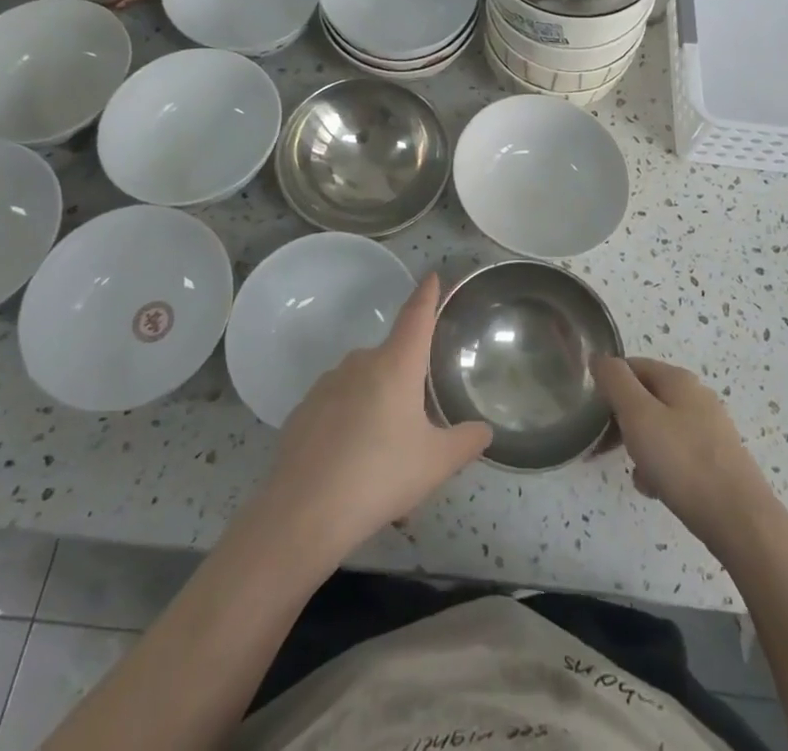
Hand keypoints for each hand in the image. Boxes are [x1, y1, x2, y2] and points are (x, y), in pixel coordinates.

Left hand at [253, 274, 491, 565]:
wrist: (304, 511)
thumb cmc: (380, 476)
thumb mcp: (435, 464)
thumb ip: (465, 442)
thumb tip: (484, 430)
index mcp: (395, 364)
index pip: (416, 317)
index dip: (426, 295)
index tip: (432, 275)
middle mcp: (360, 363)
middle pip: (390, 359)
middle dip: (403, 385)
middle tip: (415, 428)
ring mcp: (327, 384)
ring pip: (362, 386)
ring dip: (375, 408)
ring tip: (383, 459)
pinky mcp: (303, 410)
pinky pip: (336, 407)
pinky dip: (347, 425)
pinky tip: (350, 465)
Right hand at [595, 356, 781, 555]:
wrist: (741, 522)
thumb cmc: (683, 462)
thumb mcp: (638, 415)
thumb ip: (615, 381)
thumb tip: (599, 357)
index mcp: (678, 379)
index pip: (632, 366)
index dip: (608, 385)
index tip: (592, 414)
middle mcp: (697, 397)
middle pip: (646, 398)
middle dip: (622, 420)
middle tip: (604, 447)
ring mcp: (710, 430)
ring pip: (660, 428)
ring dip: (640, 447)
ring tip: (635, 474)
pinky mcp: (717, 462)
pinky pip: (677, 455)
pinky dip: (661, 467)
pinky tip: (655, 489)